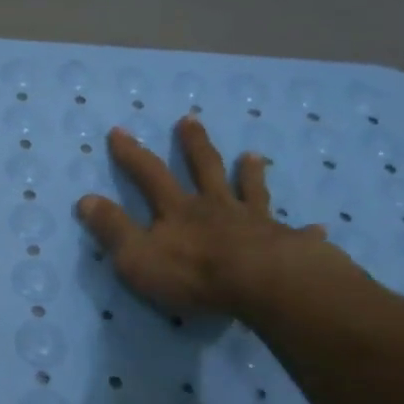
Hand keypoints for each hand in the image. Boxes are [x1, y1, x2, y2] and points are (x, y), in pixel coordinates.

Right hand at [77, 116, 346, 316]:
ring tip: (252, 155)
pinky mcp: (285, 244)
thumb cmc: (193, 272)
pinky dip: (304, 231)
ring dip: (248, 173)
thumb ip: (112, 228)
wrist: (262, 284)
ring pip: (249, 191)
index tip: (119, 130)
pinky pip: (295, 234)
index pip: (149, 175)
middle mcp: (215, 207)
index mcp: (178, 210)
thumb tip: (85, 199)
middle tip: (190, 119)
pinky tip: (319, 228)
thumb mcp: (136, 255)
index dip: (132, 153)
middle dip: (193, 145)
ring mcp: (254, 222)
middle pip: (203, 169)